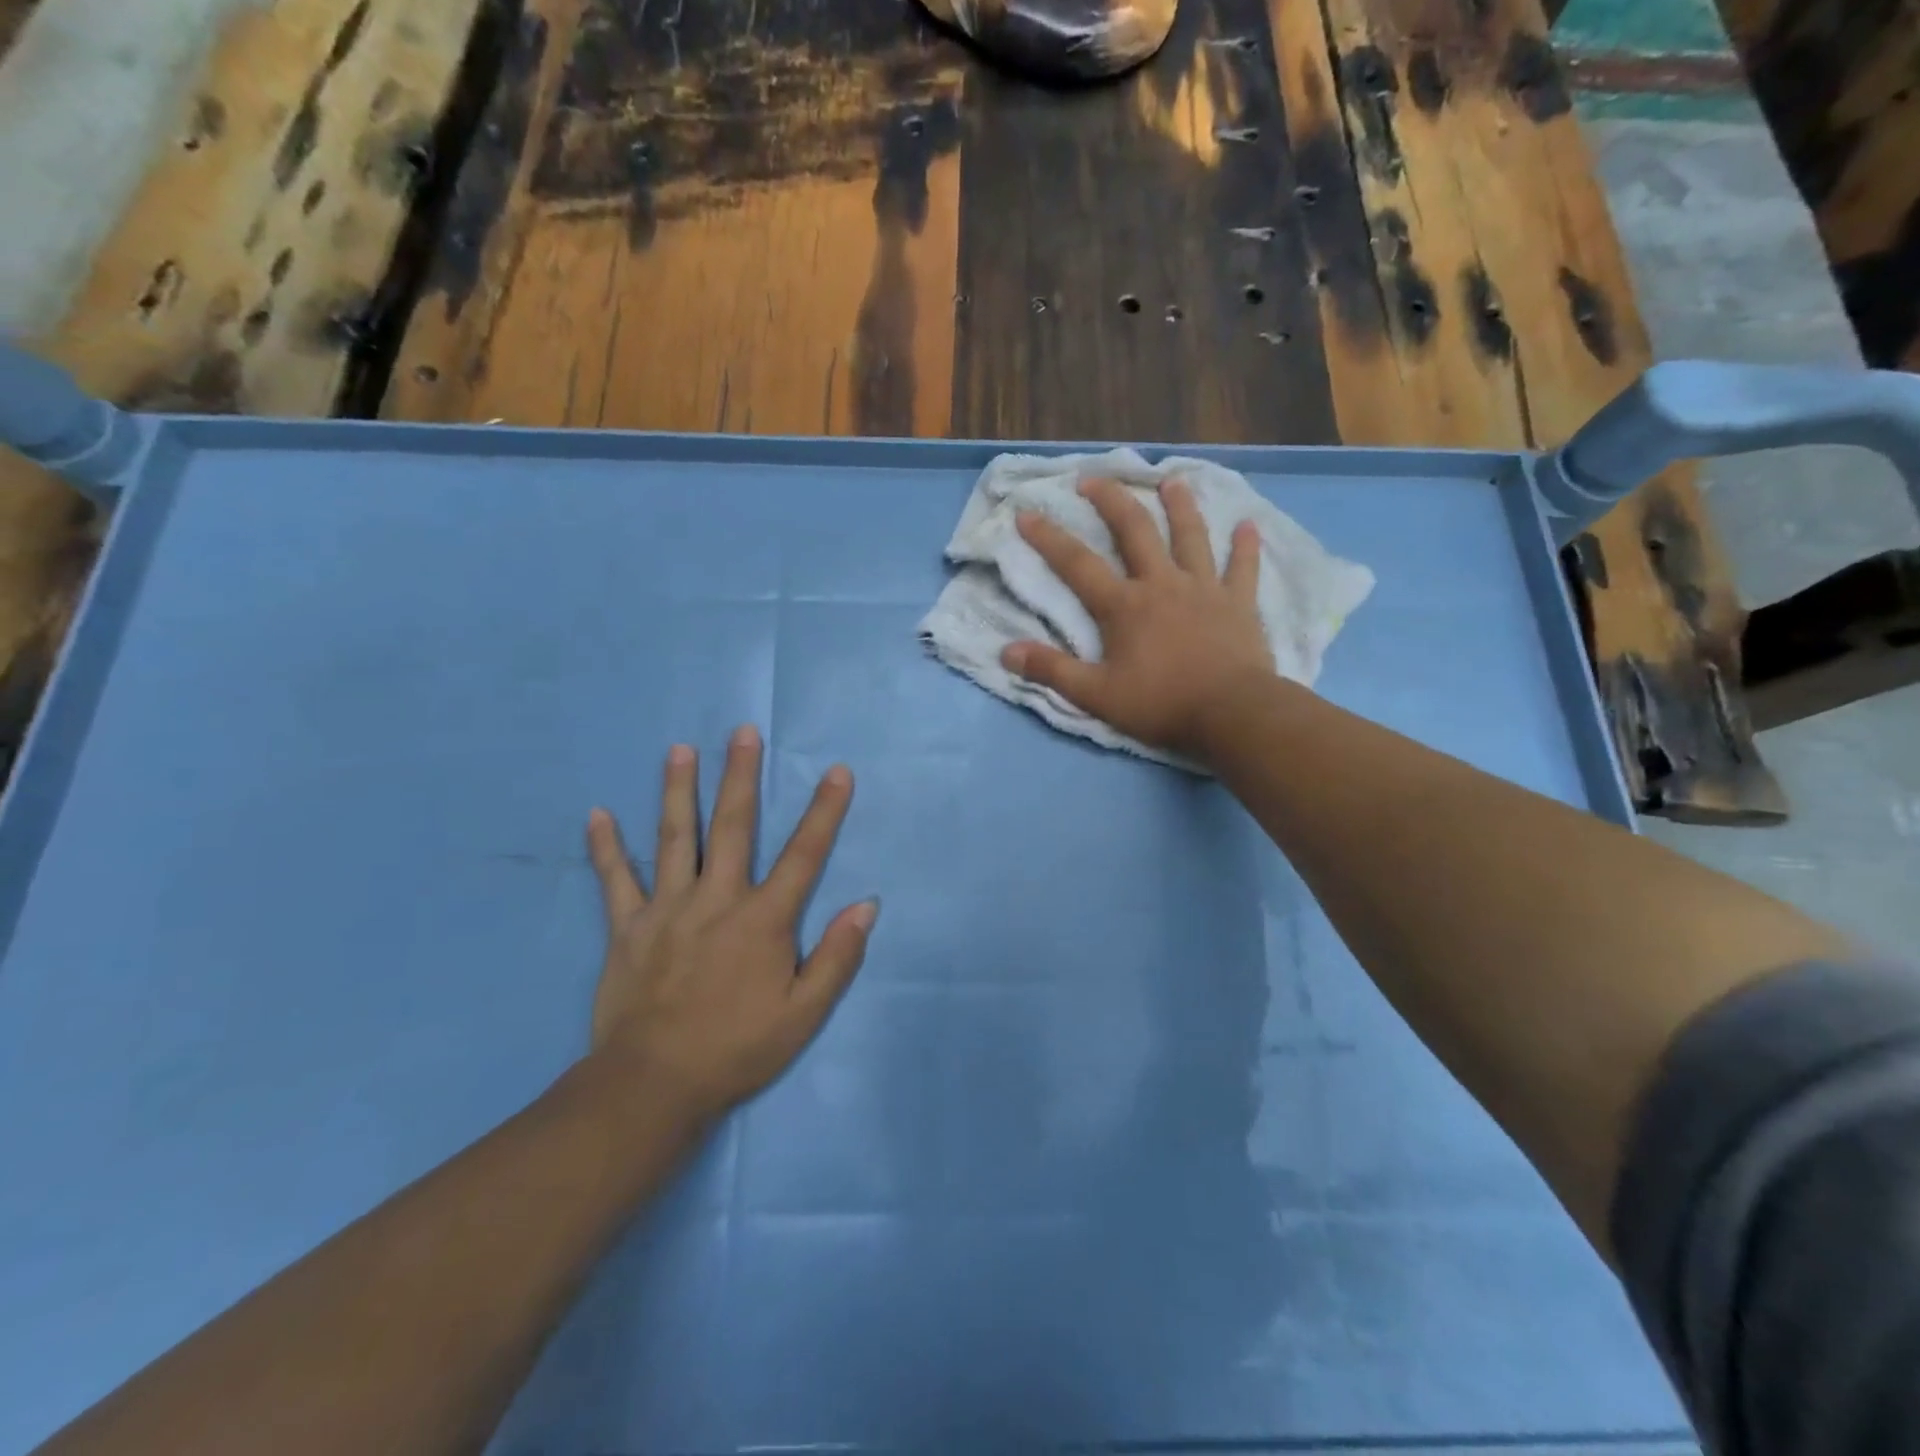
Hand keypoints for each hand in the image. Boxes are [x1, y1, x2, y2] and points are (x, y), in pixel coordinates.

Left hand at [583, 726, 876, 1123]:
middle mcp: (716, 900)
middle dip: (740, 776)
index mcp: (763, 920)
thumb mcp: (804, 1014)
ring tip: (679, 749)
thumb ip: (837, 957)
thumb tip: (866, 905)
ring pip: (673, 839)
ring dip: (677, 791)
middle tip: (742, 731)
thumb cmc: (737, 1050)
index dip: (824, 811)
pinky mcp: (626, 928)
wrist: (653, 1087)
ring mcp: (667, 910)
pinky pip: (615, 881)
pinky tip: (597, 814)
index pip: (803, 855)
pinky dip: (605, 848)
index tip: (838, 771)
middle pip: (732, 827)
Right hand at [1001, 477, 1272, 761]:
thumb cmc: (1160, 704)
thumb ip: (1052, 671)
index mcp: (1124, 606)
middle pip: (1134, 531)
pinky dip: (1246, 547)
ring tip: (1172, 481)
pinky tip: (1249, 525)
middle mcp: (1162, 584)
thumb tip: (1006, 652)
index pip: (1077, 565)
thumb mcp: (1096, 695)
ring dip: (1181, 506)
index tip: (1026, 513)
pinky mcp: (1239, 603)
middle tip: (1093, 478)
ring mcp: (1204, 589)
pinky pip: (1243, 568)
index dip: (1049, 538)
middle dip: (1111, 501)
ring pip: (1190, 537)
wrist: (1231, 713)